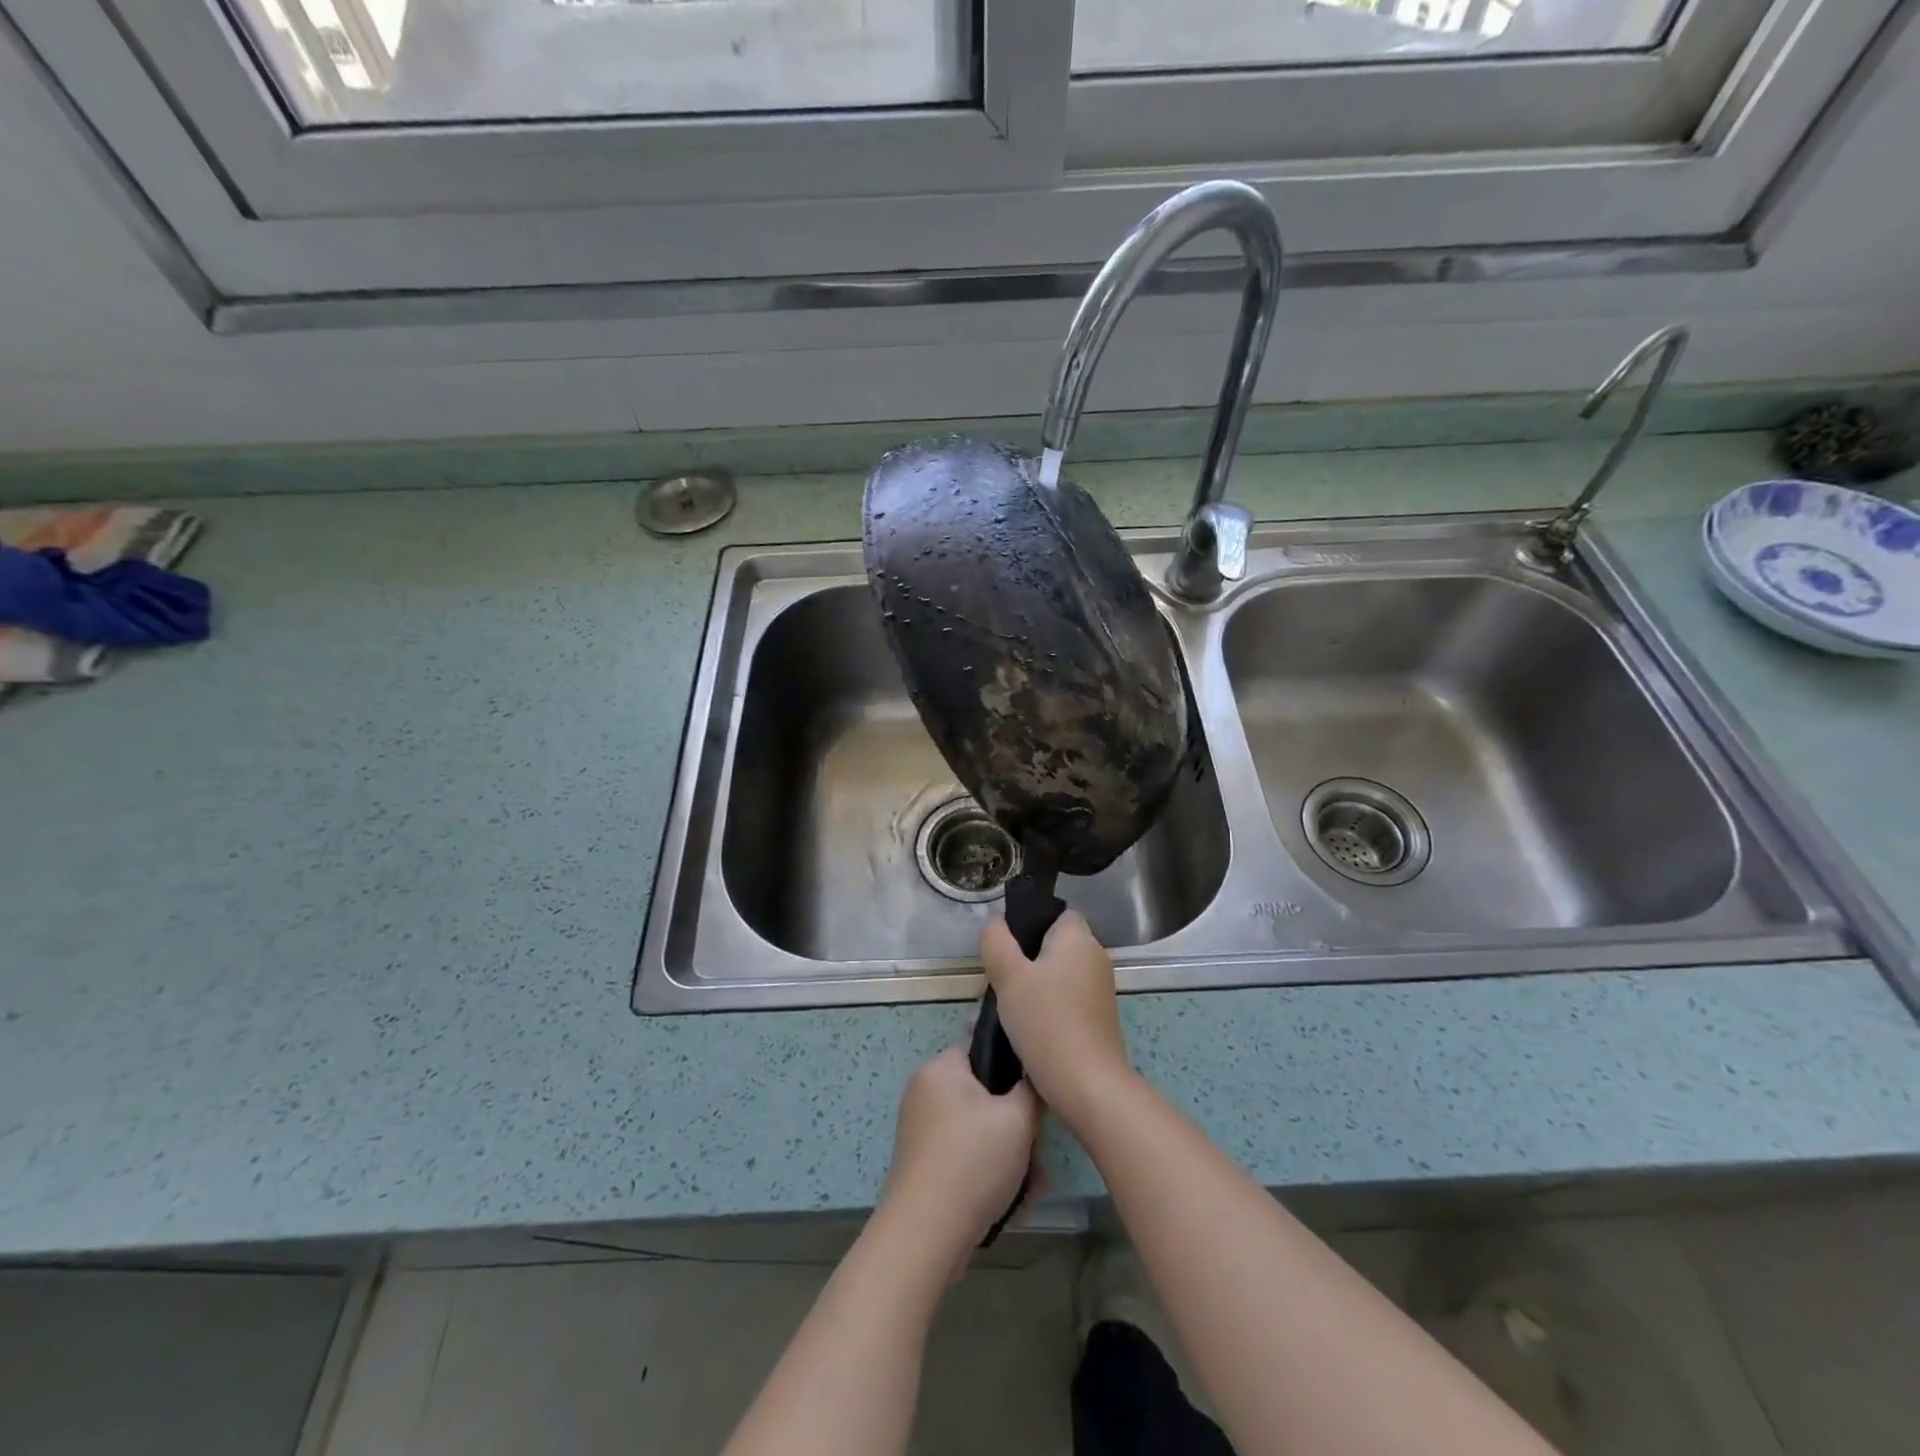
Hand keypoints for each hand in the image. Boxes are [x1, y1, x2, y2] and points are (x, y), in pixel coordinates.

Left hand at [881, 1047, 1040, 1260]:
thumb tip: (1030, 1079)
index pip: (982, 1050)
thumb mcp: (1018, 1119)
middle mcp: (925, 1094)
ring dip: (1009, 1156)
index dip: (1013, 1071)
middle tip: (1038, 1155)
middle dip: (1017, 1128)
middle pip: (984, 1098)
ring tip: (1033, 1187)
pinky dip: (988, 1174)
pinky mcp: (923, 1166)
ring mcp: (921, 1132)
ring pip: (979, 1133)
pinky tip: (1012, 1203)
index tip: (1035, 1100)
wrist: (925, 1236)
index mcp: (940, 1070)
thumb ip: (1031, 1089)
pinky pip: (965, 1157)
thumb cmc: (973, 1162)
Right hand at [980, 911, 1133, 1129]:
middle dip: (1024, 959)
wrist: (1088, 1084)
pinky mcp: (1099, 1017)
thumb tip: (996, 921)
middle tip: (996, 981)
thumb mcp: (1009, 977)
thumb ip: (998, 942)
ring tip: (1005, 1008)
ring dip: (1032, 985)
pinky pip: (1066, 997)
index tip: (1005, 947)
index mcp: (1078, 938)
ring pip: (1057, 974)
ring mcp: (1100, 988)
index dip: (1029, 923)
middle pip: (1053, 945)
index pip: (1056, 913)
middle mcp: (1095, 956)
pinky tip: (1025, 1027)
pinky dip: (1047, 1006)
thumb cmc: (1046, 1022)